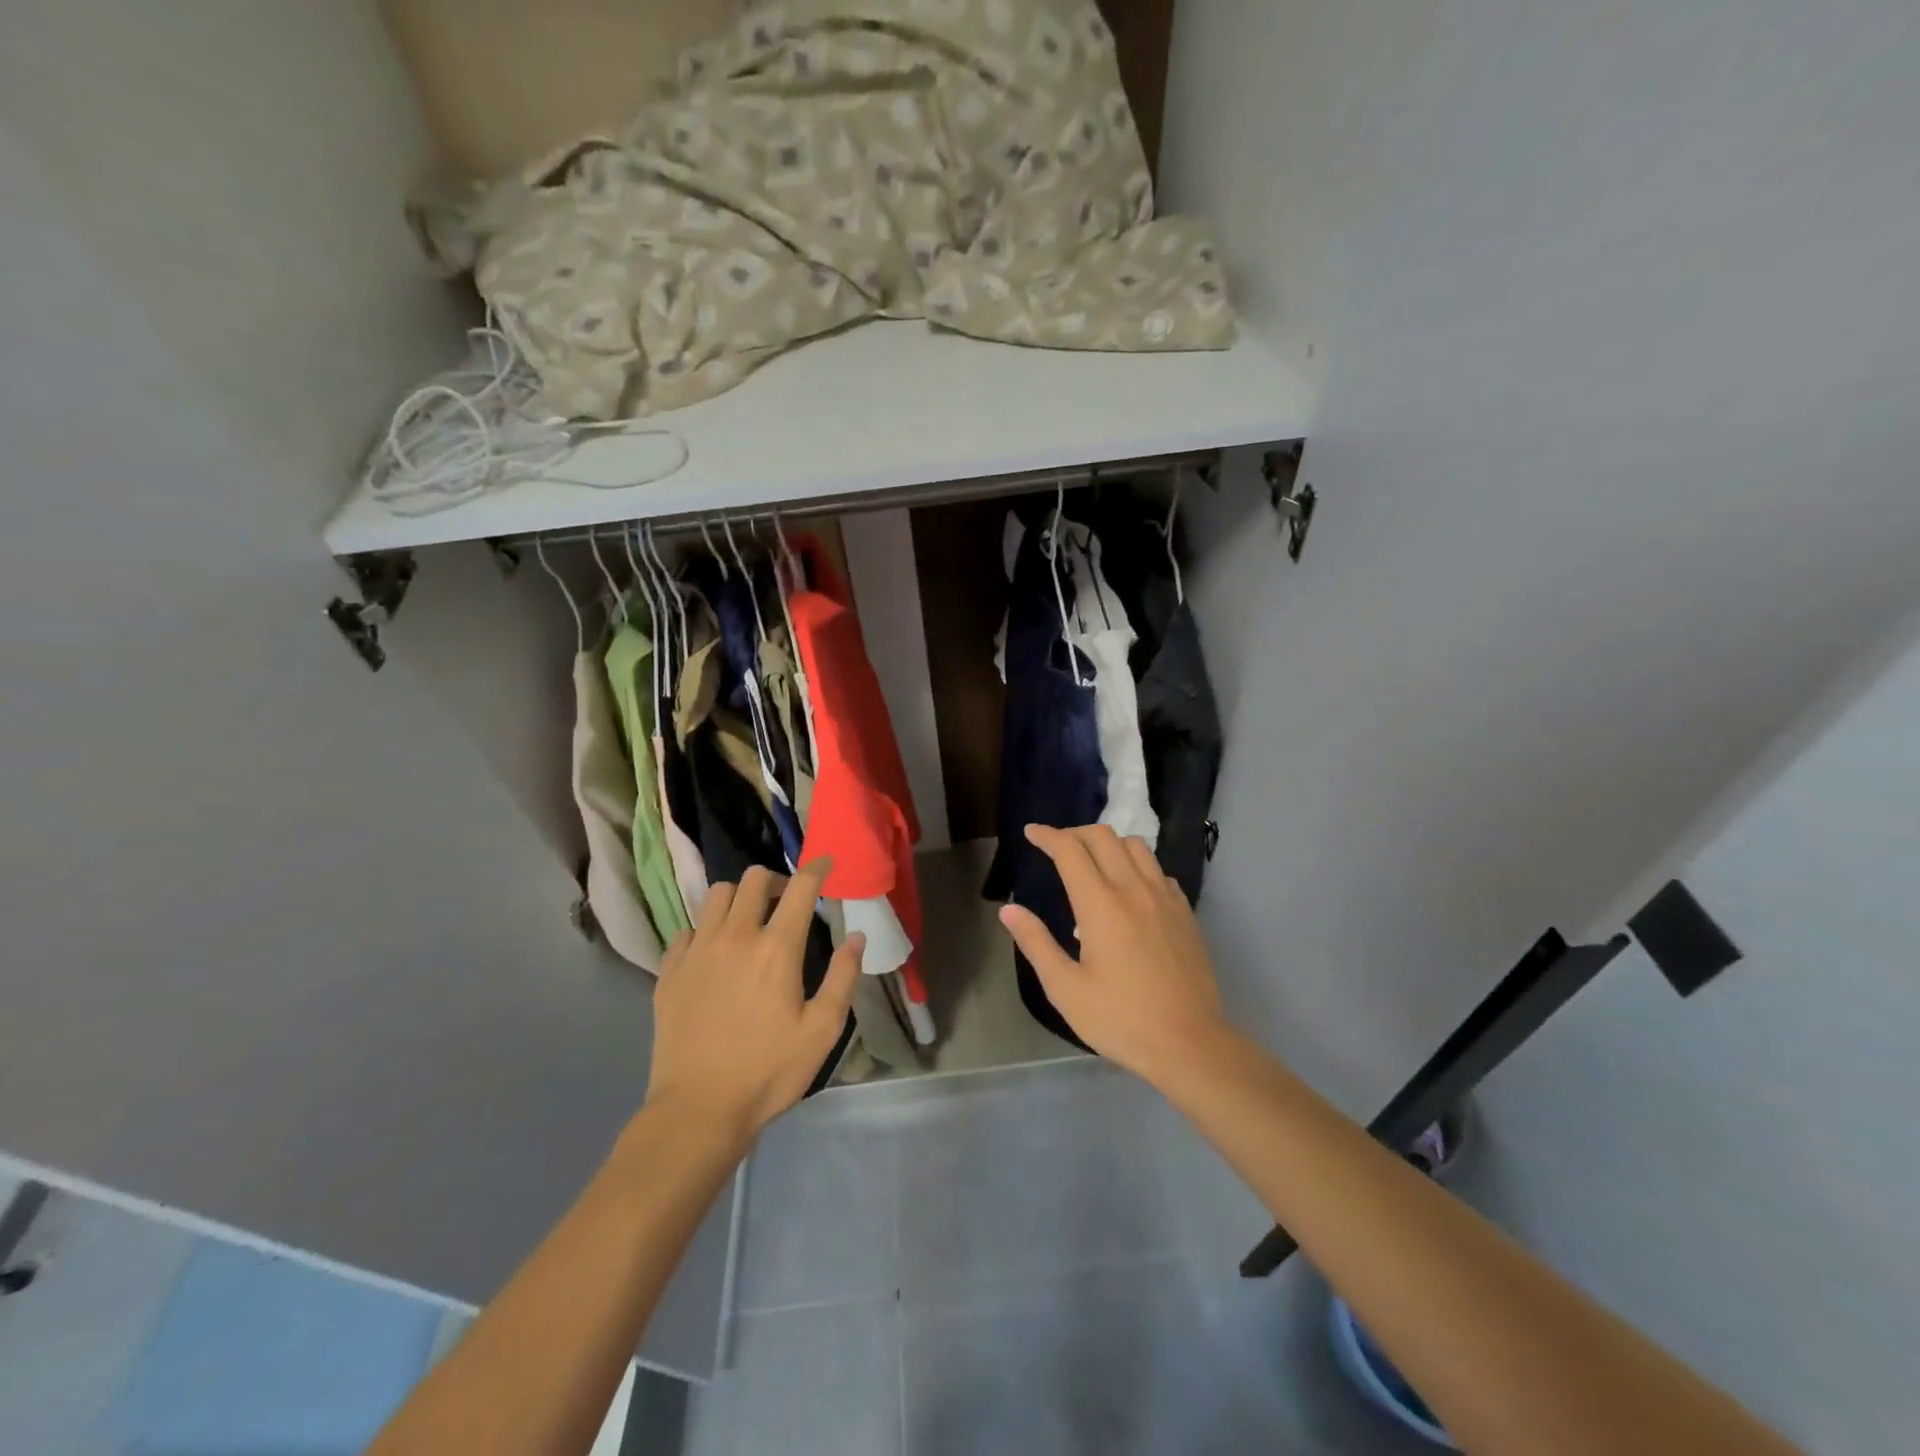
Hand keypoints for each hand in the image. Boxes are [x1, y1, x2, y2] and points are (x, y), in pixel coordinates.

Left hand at [645, 860, 863, 1140]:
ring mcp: (697, 951)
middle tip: (785, 901)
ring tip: (747, 921)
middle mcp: (734, 936)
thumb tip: (857, 936)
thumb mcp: (822, 1030)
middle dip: (774, 881)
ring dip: (737, 899)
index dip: (816, 869)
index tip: (825, 864)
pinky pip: (687, 930)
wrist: (698, 1109)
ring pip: (715, 896)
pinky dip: (705, 930)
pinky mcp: (669, 971)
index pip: (800, 887)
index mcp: (776, 948)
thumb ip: (843, 977)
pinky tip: (713, 954)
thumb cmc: (768, 1071)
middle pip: (752, 879)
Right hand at [999, 824, 1231, 1085]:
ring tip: (1093, 864)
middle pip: (1103, 836)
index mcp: (1100, 905)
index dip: (1047, 836)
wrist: (1190, 1044)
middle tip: (1057, 848)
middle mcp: (1134, 889)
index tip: (1031, 833)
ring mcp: (1164, 898)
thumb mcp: (1065, 988)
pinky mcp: (1185, 912)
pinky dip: (1137, 866)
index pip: (1070, 850)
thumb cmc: (1120, 1019)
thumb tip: (1008, 909)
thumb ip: (1035, 942)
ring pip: (1135, 846)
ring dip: (1108, 844)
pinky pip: (1158, 870)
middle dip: (1074, 833)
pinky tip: (1130, 891)